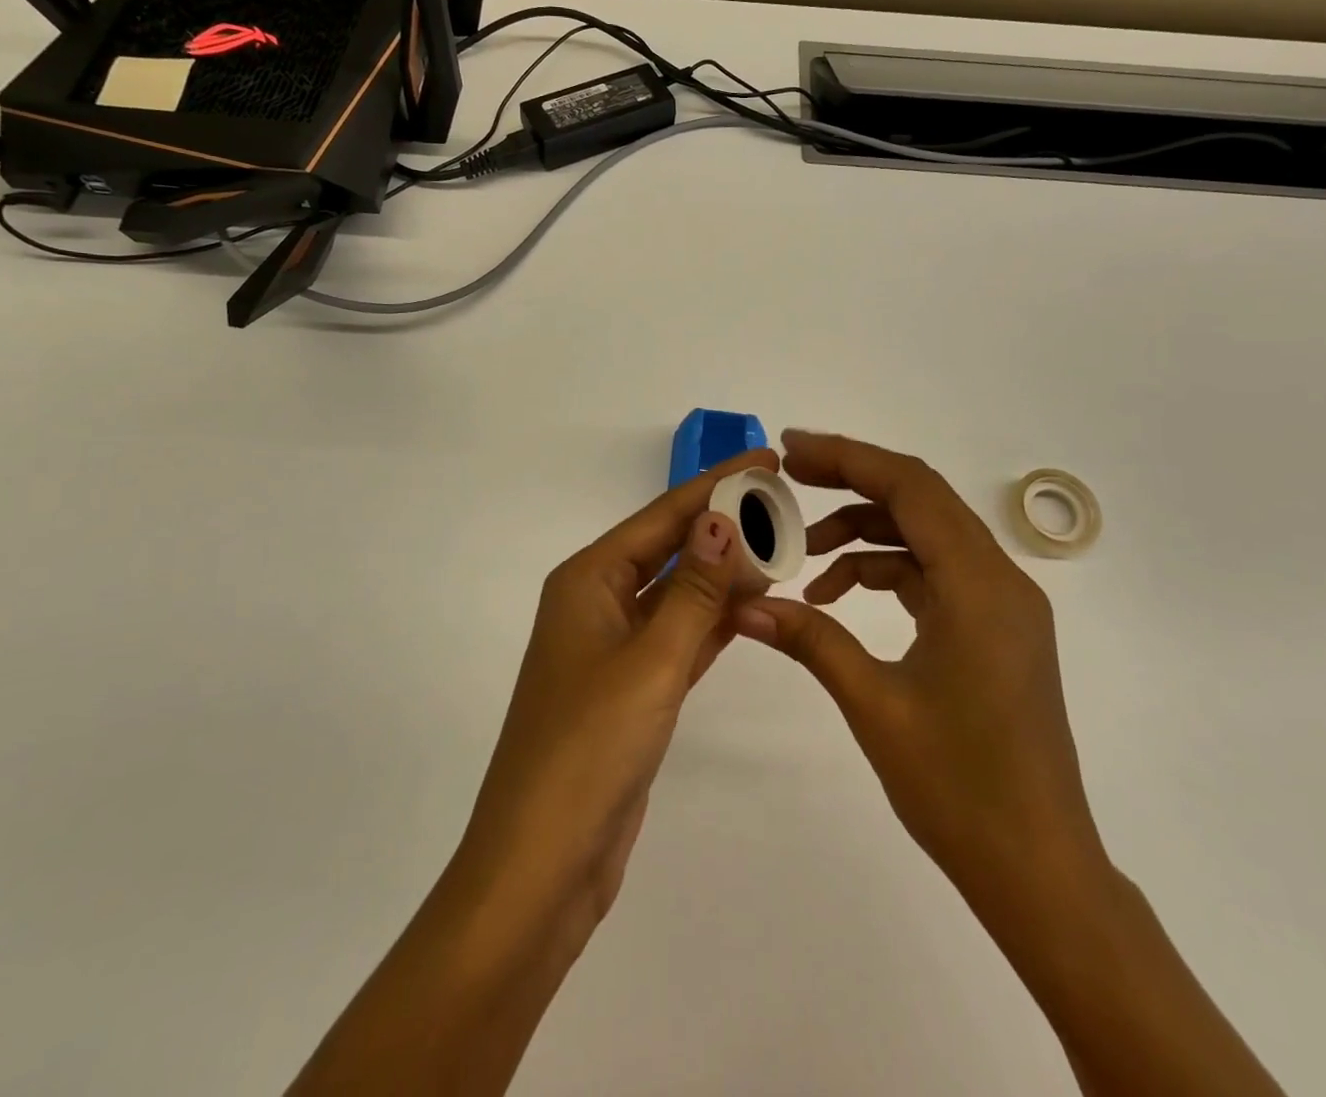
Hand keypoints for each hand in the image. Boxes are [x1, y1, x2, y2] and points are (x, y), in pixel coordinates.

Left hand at [453, 448, 775, 943]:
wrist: (542, 866)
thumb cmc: (588, 749)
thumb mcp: (650, 662)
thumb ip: (693, 591)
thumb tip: (721, 519)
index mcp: (588, 580)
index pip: (663, 516)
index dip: (716, 485)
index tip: (766, 459)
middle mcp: (597, 603)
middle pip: (671, 548)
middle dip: (723, 524)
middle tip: (784, 503)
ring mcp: (614, 648)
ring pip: (678, 593)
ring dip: (724, 571)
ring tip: (780, 544)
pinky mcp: (632, 689)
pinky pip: (680, 636)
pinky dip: (714, 619)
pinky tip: (753, 604)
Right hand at [736, 431, 1107, 933]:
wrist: (1040, 872)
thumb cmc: (961, 788)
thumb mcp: (875, 704)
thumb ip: (811, 640)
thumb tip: (744, 606)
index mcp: (980, 585)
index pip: (910, 487)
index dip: (848, 456)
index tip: (790, 449)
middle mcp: (1000, 579)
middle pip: (920, 499)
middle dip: (850, 482)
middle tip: (789, 480)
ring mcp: (1002, 605)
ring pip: (925, 536)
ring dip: (865, 534)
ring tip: (806, 559)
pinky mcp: (995, 629)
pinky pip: (935, 573)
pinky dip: (886, 571)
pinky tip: (839, 599)